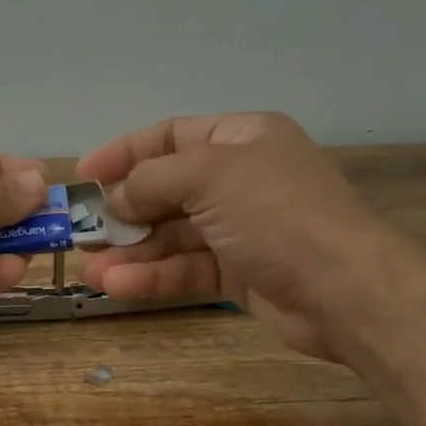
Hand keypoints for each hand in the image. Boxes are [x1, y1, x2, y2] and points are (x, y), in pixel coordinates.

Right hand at [77, 112, 391, 361]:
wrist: (343, 289)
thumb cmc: (276, 213)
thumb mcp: (210, 176)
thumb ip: (153, 179)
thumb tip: (116, 199)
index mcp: (242, 138)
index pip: (171, 136)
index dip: (124, 153)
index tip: (83, 175)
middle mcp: (240, 179)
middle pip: (167, 190)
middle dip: (123, 212)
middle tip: (82, 233)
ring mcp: (240, 228)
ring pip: (172, 235)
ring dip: (131, 252)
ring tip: (91, 271)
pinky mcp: (239, 272)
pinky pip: (187, 267)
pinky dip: (154, 275)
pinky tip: (119, 286)